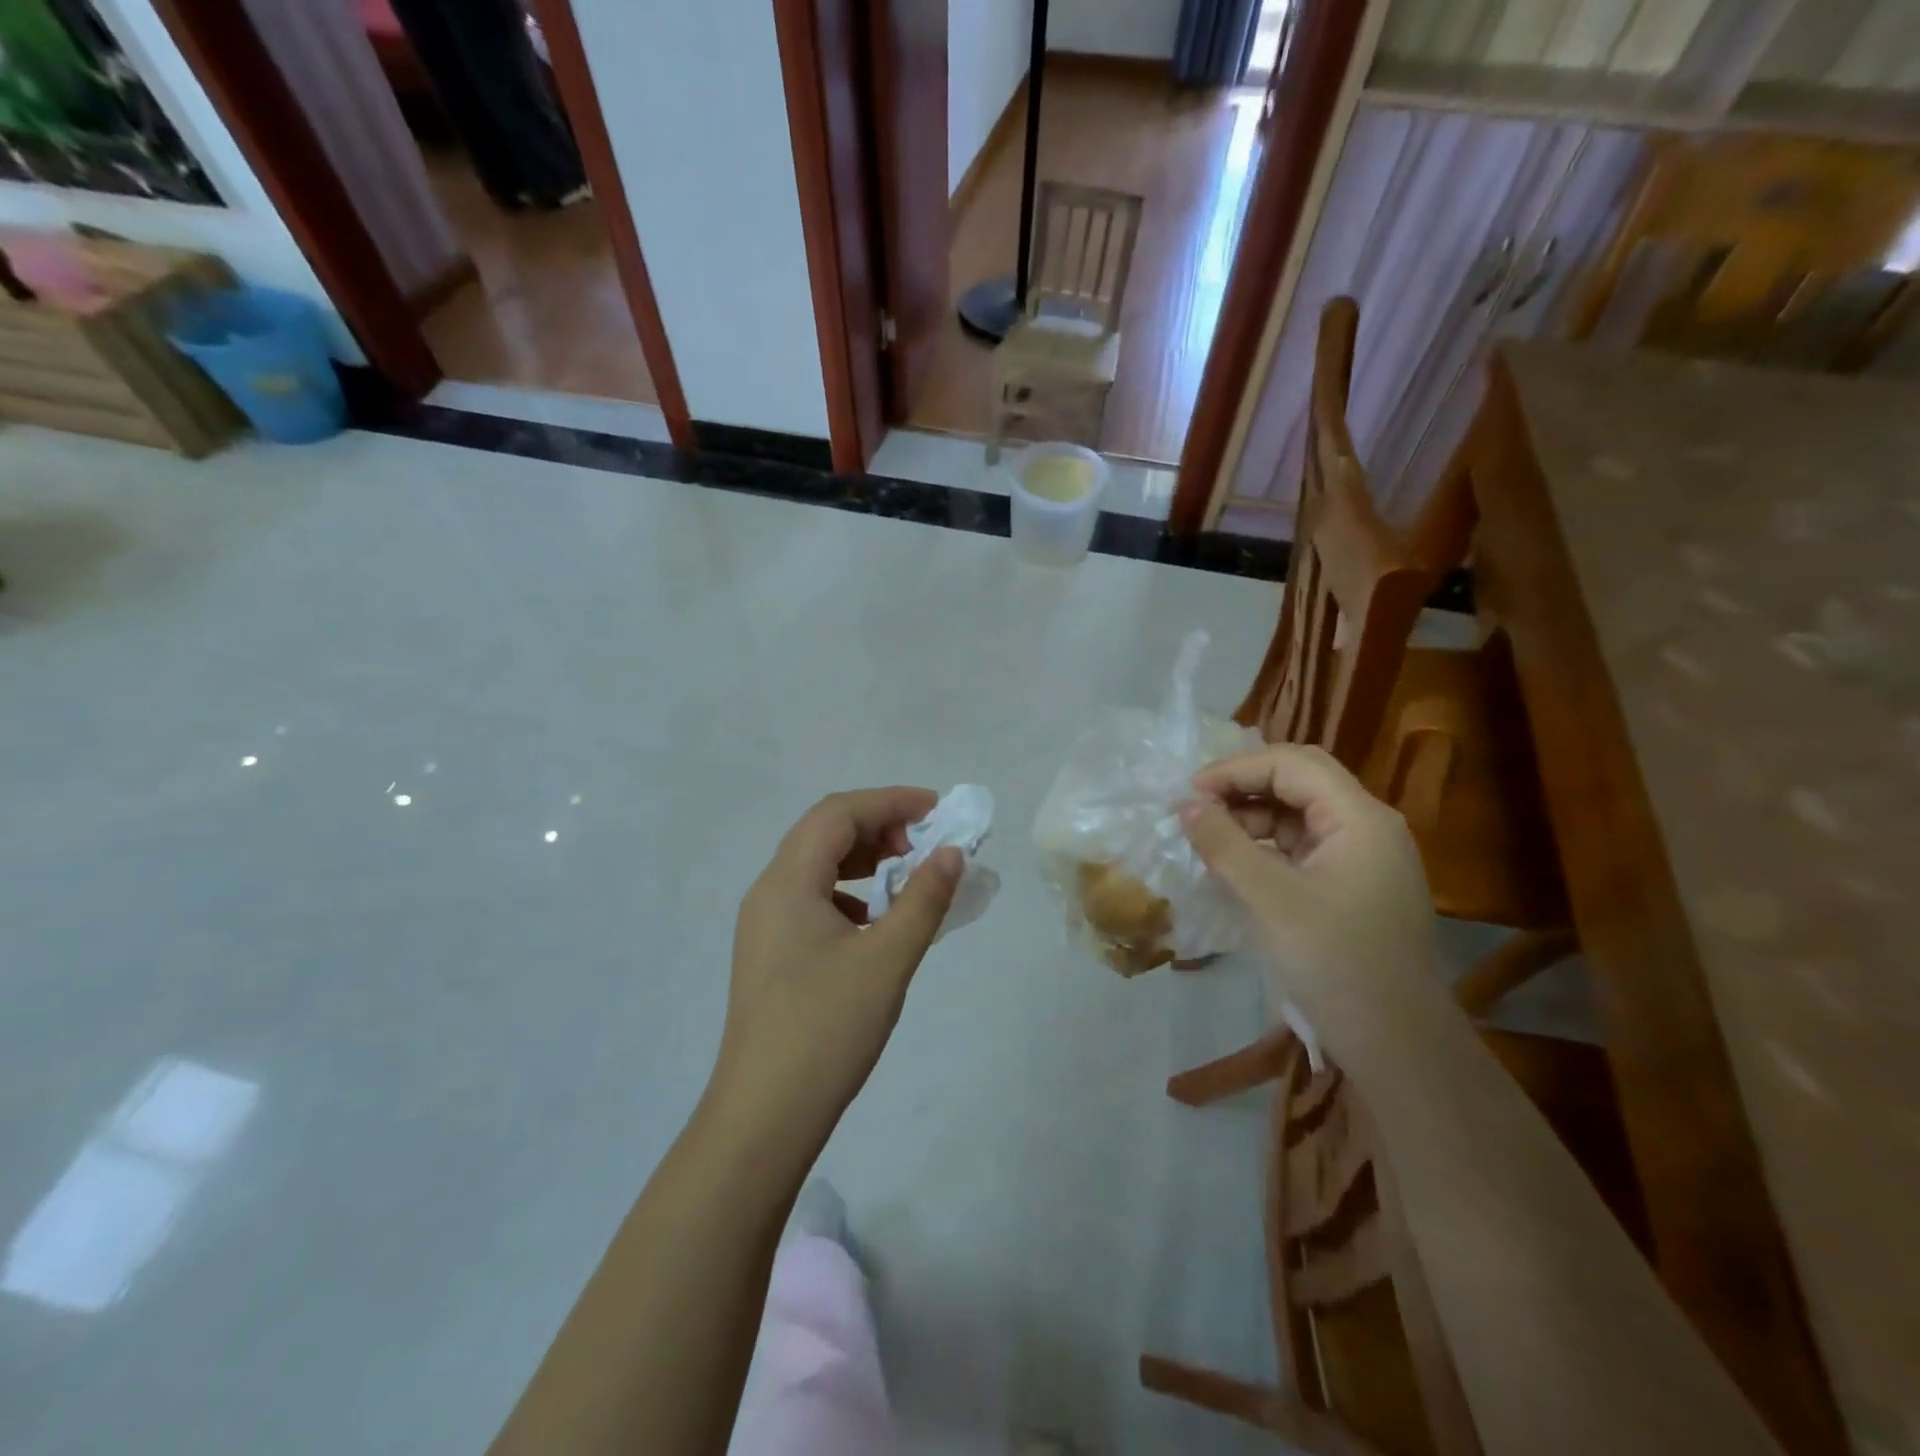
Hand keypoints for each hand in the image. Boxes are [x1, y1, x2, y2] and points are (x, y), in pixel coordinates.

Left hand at [710, 788, 961, 1155]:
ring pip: (817, 866)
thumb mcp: (886, 959)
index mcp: (787, 882)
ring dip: (864, 860)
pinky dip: (850, 893)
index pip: (838, 813)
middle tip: (925, 847)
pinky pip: (813, 900)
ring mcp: (765, 925)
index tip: (937, 810)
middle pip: (823, 833)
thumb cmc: (826, 1029)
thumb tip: (951, 852)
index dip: (889, 801)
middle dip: (879, 827)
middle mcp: (768, 892)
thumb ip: (923, 899)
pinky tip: (876, 922)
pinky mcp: (771, 954)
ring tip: (906, 878)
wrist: (763, 1117)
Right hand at [1180, 745, 1440, 1060]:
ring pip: (1299, 813)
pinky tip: (1236, 864)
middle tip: (1197, 807)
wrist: (1398, 1043)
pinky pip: (1304, 846)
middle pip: (1299, 780)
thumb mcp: (1268, 899)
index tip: (1188, 793)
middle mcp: (1367, 826)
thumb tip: (1185, 805)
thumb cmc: (1335, 962)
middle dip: (1244, 786)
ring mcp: (1364, 857)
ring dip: (1252, 816)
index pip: (1291, 765)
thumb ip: (1224, 844)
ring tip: (1209, 837)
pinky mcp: (1353, 885)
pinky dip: (1266, 845)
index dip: (1235, 770)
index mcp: (1359, 817)